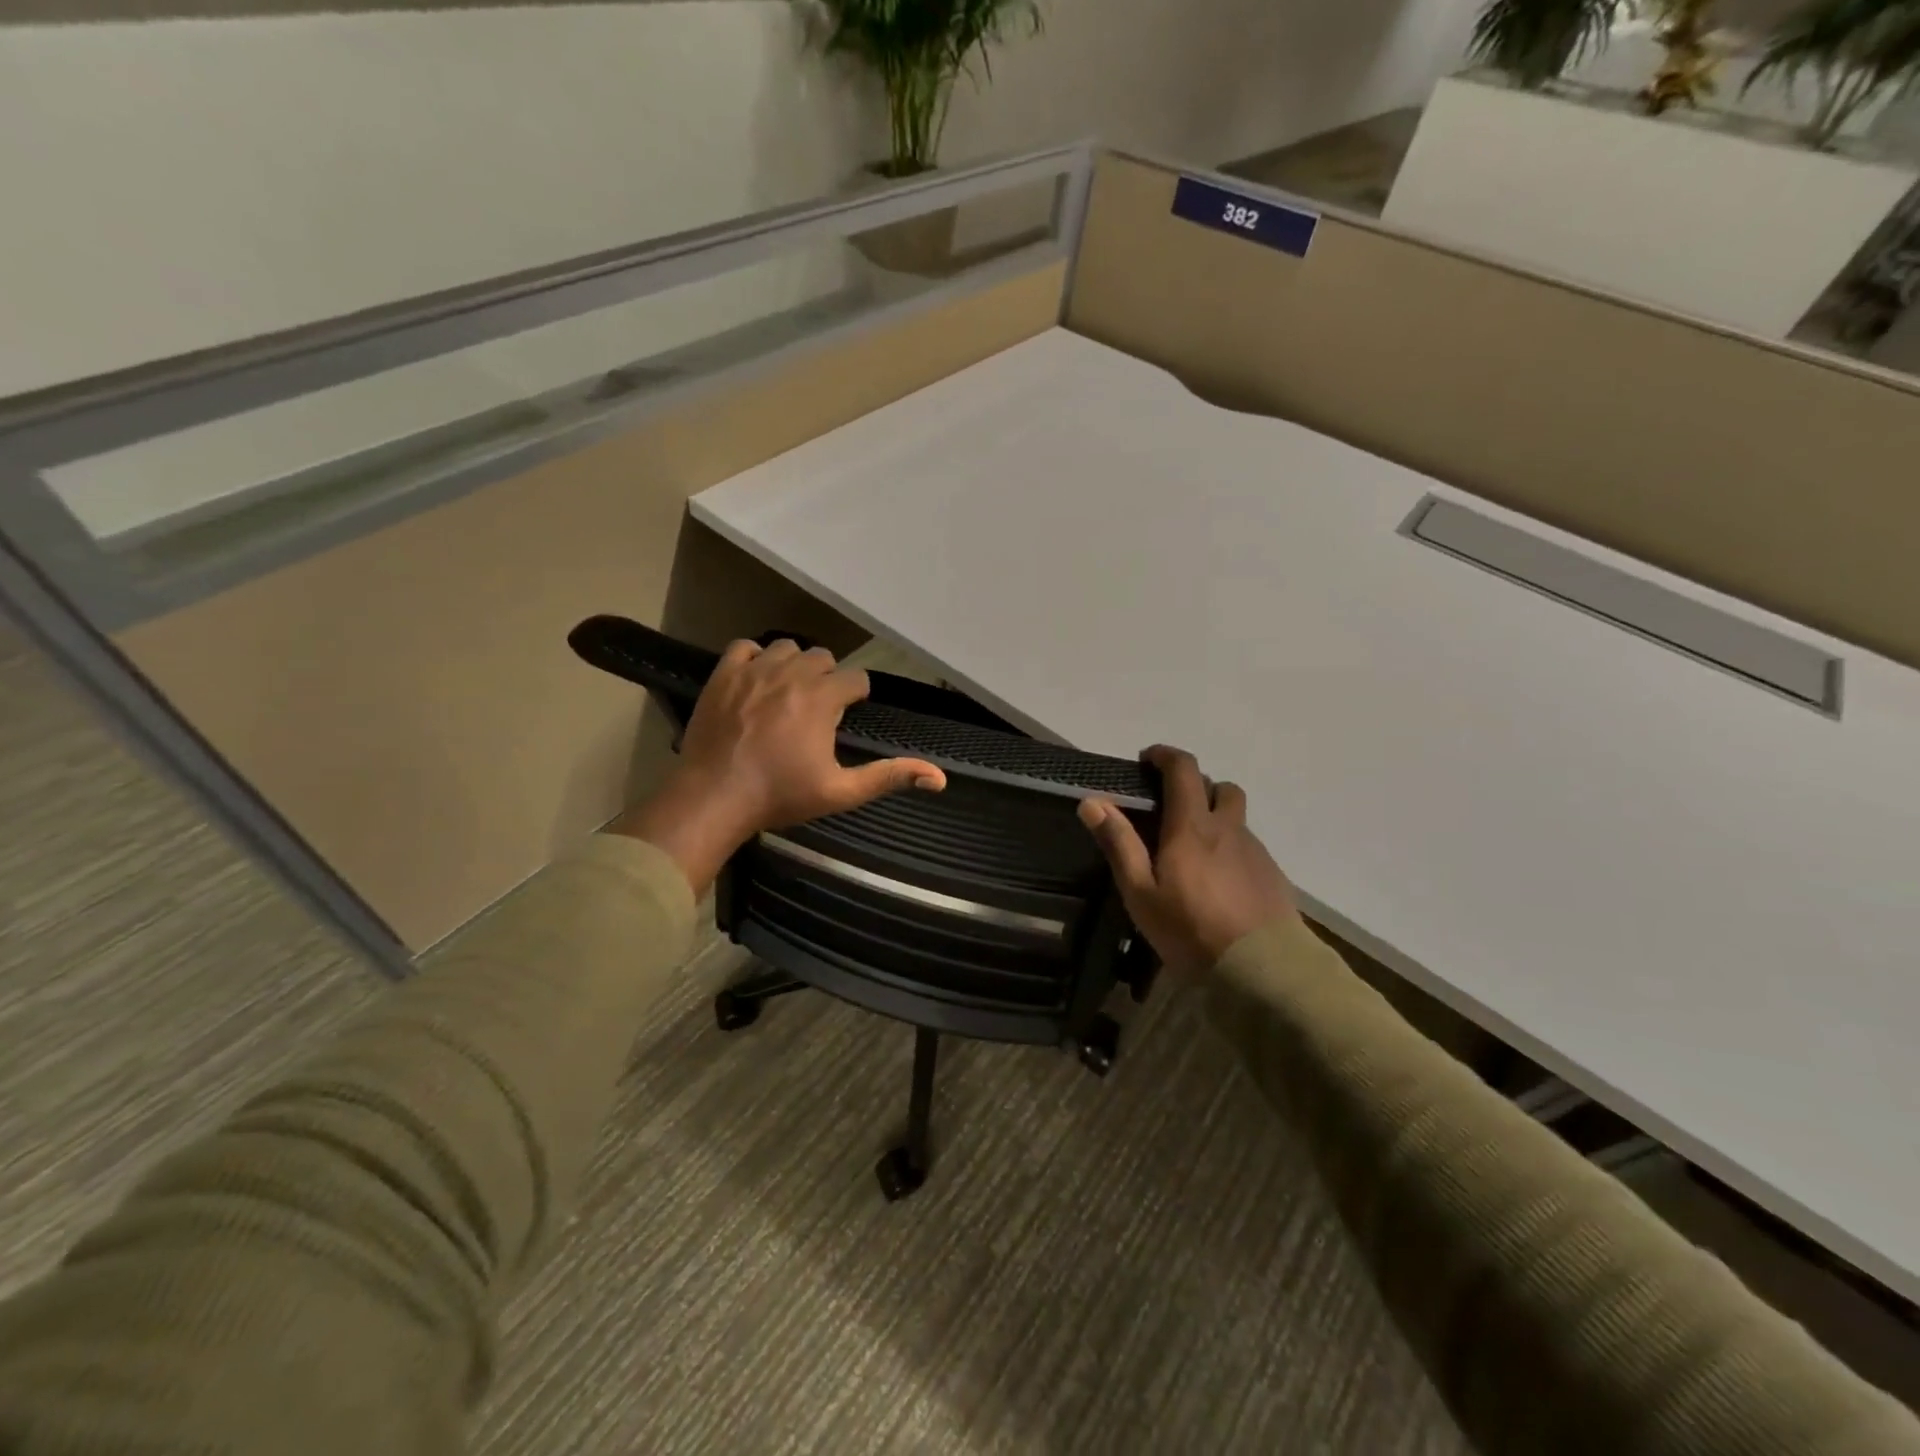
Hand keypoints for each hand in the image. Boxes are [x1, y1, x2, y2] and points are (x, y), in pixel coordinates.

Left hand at [615, 638, 946, 892]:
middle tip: (816, 710)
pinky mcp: (723, 675)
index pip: (855, 679)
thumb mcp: (841, 792)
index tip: (845, 716)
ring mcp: (754, 670)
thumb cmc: (781, 796)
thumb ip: (888, 776)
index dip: (855, 697)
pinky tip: (755, 681)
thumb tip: (939, 778)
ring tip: (787, 693)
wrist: (715, 797)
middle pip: (823, 658)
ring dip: (793, 665)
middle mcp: (792, 674)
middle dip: (826, 679)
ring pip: (786, 647)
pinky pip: (744, 647)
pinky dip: (754, 658)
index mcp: (823, 698)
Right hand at [1079, 745, 1296, 975]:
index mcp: (1192, 826)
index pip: (1183, 769)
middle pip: (1218, 787)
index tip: (1146, 760)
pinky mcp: (1272, 875)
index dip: (1164, 755)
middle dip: (1194, 785)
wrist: (1264, 971)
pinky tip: (1217, 881)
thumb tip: (1091, 801)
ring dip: (1214, 818)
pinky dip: (1229, 848)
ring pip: (1235, 817)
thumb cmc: (1191, 930)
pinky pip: (1247, 846)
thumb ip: (1119, 844)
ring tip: (1192, 851)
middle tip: (1170, 808)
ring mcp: (1255, 851)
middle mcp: (1228, 828)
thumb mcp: (1141, 892)